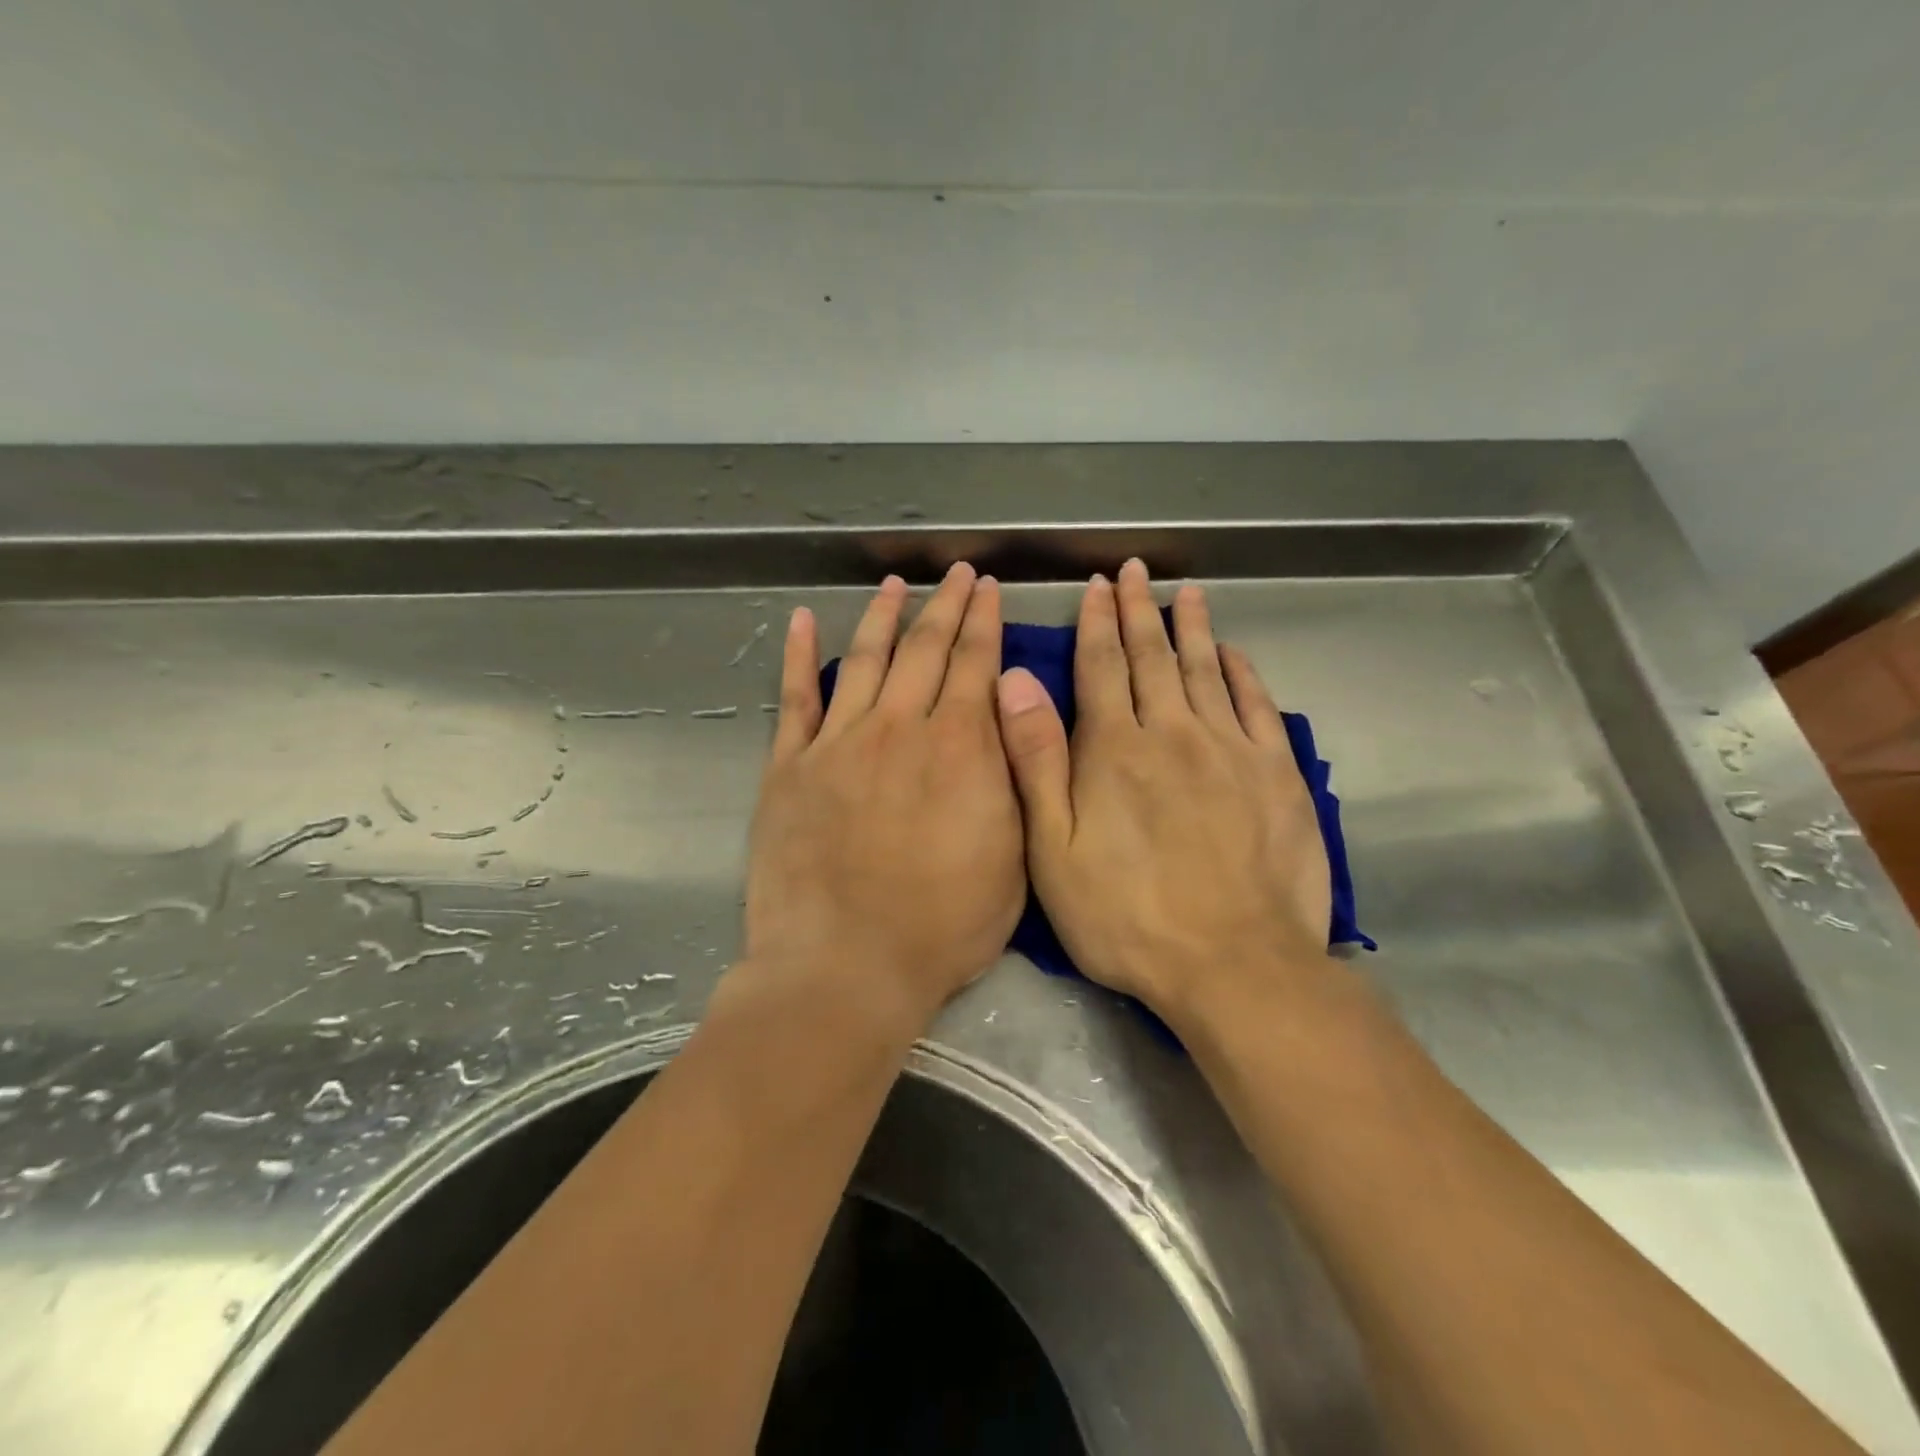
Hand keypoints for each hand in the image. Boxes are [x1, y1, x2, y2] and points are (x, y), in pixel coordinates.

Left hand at [743, 563, 1024, 1028]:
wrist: (847, 966)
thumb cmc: (943, 925)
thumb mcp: (1012, 857)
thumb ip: (1012, 777)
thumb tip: (1005, 713)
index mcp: (959, 747)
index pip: (975, 664)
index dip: (984, 621)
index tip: (987, 589)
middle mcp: (899, 727)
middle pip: (925, 649)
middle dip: (945, 605)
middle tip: (955, 573)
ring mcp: (838, 742)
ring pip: (866, 659)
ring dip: (883, 616)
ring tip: (895, 583)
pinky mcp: (790, 767)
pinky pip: (795, 698)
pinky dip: (799, 655)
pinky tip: (803, 621)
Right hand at [994, 559, 1331, 1021]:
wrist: (1234, 964)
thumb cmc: (1126, 916)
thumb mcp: (1054, 850)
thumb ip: (1036, 761)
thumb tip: (1015, 681)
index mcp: (1115, 749)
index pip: (1101, 668)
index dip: (1096, 624)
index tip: (1096, 587)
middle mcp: (1173, 733)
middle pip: (1152, 658)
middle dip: (1139, 611)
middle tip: (1135, 571)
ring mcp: (1231, 750)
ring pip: (1205, 671)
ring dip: (1192, 628)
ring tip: (1185, 592)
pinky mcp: (1276, 775)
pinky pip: (1258, 706)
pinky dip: (1242, 673)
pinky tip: (1233, 654)